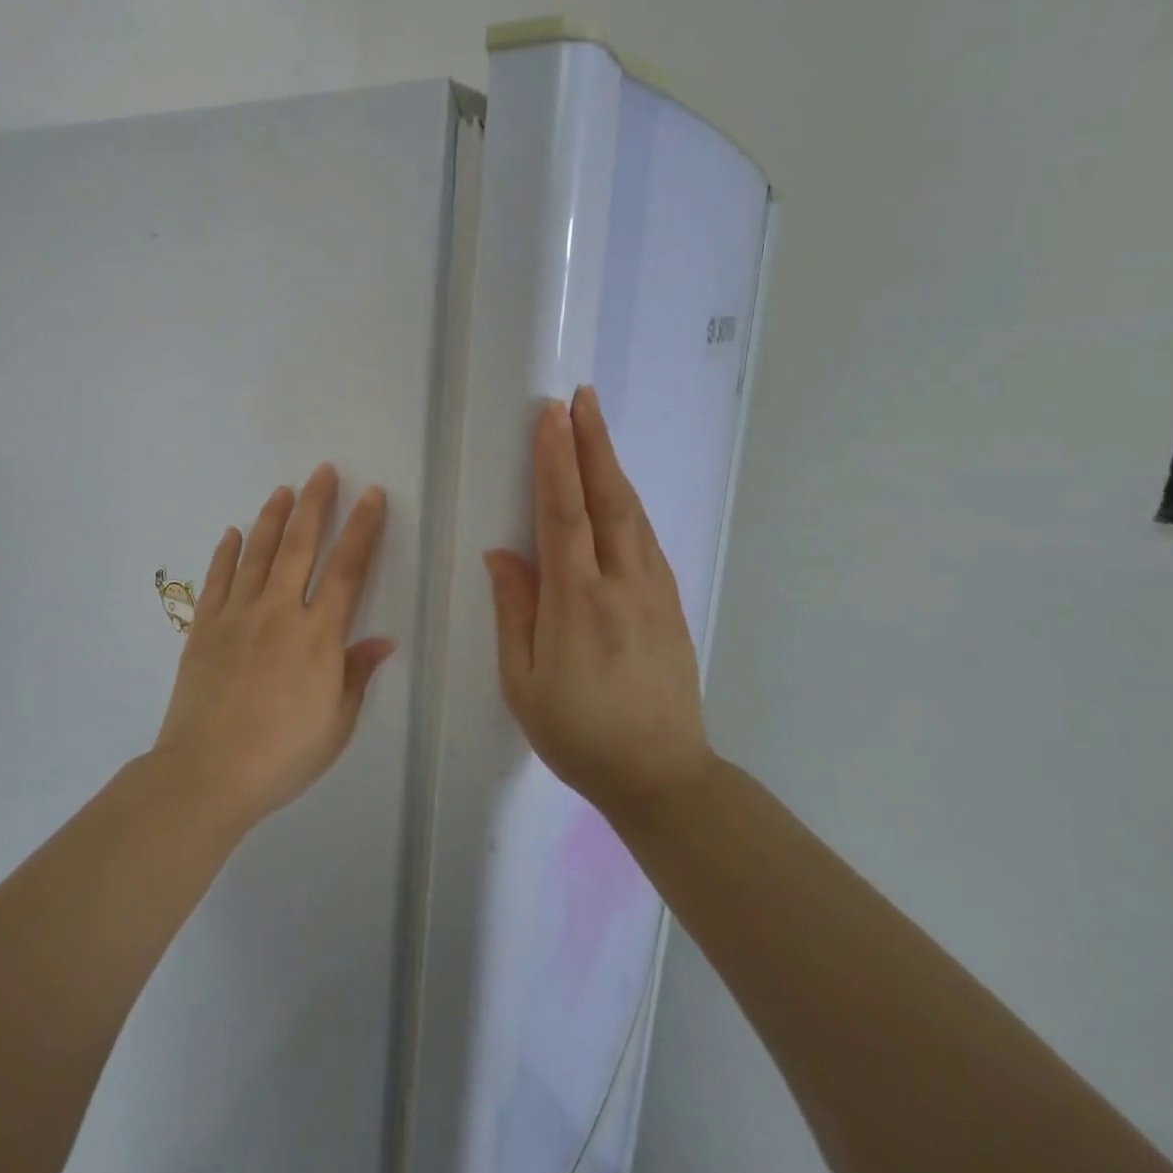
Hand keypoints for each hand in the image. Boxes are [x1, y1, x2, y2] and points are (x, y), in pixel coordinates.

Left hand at [154, 465, 393, 830]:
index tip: (373, 496)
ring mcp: (237, 615)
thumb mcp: (336, 723)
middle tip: (324, 471)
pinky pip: (217, 579)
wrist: (206, 774)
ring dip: (273, 518)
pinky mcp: (204, 627)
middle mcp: (279, 612)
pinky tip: (232, 532)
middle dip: (316, 504)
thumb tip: (382, 640)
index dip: (363, 529)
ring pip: (258, 553)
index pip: (348, 568)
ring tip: (284, 490)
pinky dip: (225, 552)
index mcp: (318, 635)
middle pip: (301, 545)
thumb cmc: (282, 755)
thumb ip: (356, 674)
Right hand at [484, 387, 713, 822]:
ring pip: (632, 514)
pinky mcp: (671, 604)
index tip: (552, 416)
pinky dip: (628, 504)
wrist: (661, 775)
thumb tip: (502, 552)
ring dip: (613, 466)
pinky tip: (618, 493)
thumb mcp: (523, 680)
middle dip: (593, 443)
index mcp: (577, 602)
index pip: (564, 514)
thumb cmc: (577, 732)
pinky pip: (646, 539)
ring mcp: (654, 592)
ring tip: (597, 430)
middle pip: (607, 499)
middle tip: (582, 398)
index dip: (557, 460)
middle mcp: (621, 584)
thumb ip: (514, 610)